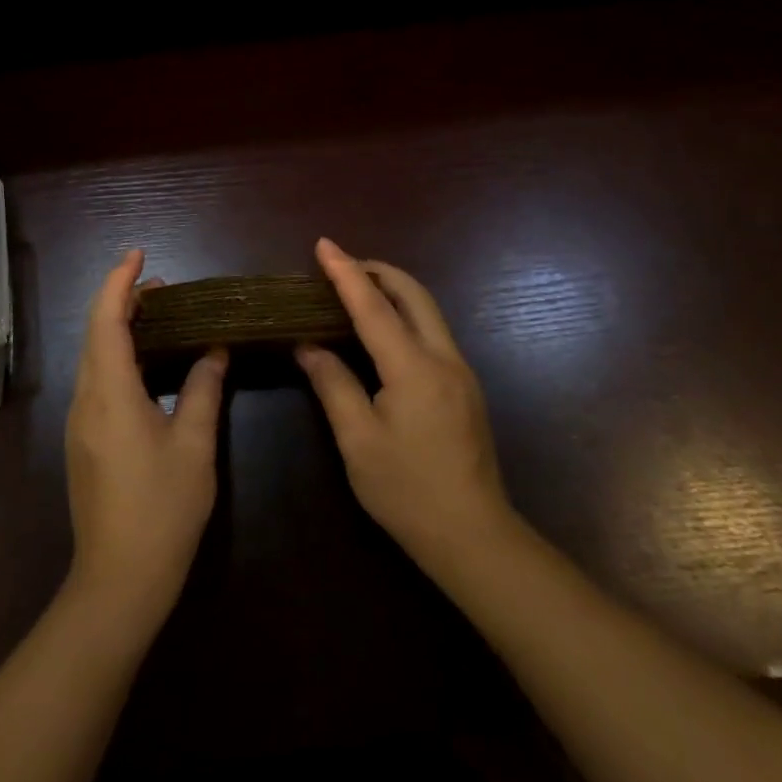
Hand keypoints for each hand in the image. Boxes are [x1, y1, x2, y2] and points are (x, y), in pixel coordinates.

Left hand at [65, 249, 227, 634]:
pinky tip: (147, 364)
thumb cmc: (162, 510)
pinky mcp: (84, 441)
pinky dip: (118, 356)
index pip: (106, 321)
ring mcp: (80, 422)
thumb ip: (203, 390)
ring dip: (119, 328)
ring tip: (159, 316)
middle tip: (163, 287)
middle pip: (95, 334)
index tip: (138, 255)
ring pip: (93, 357)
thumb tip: (215, 350)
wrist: (119, 580)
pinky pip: (97, 380)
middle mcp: (86, 400)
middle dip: (122, 300)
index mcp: (110, 394)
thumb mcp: (194, 446)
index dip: (119, 282)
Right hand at [298, 238, 513, 575]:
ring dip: (393, 291)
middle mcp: (444, 359)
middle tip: (340, 266)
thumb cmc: (407, 490)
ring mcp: (461, 372)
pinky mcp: (465, 388)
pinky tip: (382, 333)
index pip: (374, 307)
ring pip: (427, 311)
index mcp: (414, 368)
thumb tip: (308, 345)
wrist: (473, 536)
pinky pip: (432, 333)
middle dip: (377, 271)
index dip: (345, 273)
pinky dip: (404, 316)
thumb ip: (333, 384)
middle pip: (413, 294)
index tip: (324, 244)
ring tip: (355, 291)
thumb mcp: (357, 440)